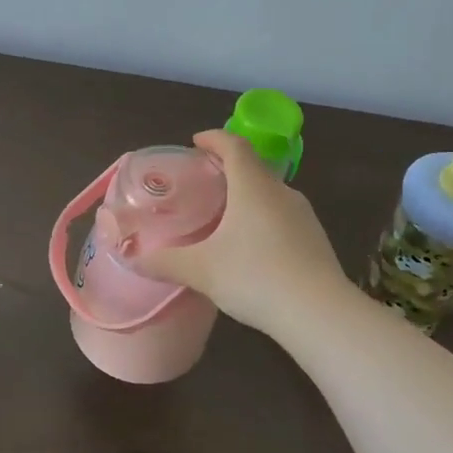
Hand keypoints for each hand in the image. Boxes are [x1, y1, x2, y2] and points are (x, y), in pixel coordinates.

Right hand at [135, 130, 353, 335]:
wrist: (320, 313)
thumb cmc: (255, 277)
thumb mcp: (201, 270)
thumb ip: (165, 262)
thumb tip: (132, 258)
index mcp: (253, 186)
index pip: (234, 145)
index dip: (214, 138)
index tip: (196, 142)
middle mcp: (281, 192)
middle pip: (253, 167)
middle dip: (227, 168)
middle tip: (203, 181)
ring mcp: (303, 215)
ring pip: (270, 193)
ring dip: (247, 195)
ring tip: (224, 215)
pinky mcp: (315, 239)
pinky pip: (283, 216)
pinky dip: (263, 219)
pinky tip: (251, 247)